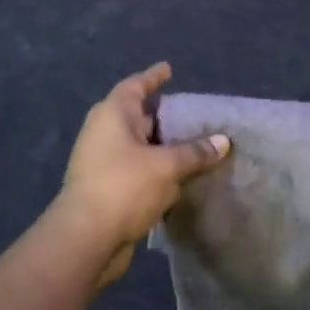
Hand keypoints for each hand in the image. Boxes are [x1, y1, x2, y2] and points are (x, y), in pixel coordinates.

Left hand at [50, 62, 230, 285]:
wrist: (85, 240)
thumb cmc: (124, 187)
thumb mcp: (167, 166)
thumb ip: (196, 152)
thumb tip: (223, 141)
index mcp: (112, 115)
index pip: (135, 86)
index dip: (153, 77)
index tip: (169, 69)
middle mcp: (103, 133)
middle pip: (137, 116)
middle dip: (162, 115)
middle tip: (192, 113)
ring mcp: (101, 162)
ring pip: (138, 146)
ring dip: (161, 146)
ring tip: (193, 145)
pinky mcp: (106, 190)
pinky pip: (137, 170)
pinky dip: (156, 170)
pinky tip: (179, 177)